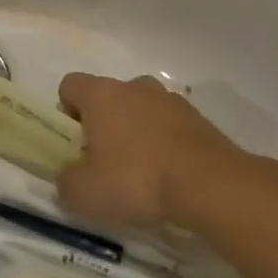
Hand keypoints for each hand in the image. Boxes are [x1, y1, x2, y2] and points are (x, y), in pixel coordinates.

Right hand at [56, 73, 264, 227]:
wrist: (211, 186)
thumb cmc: (136, 179)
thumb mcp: (84, 192)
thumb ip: (66, 181)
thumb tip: (69, 177)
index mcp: (101, 94)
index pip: (70, 85)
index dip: (66, 110)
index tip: (75, 141)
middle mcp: (135, 87)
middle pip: (109, 96)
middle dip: (104, 123)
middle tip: (106, 161)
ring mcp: (171, 100)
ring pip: (142, 109)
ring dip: (138, 131)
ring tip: (142, 171)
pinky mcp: (201, 120)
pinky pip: (171, 126)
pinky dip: (166, 144)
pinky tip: (170, 176)